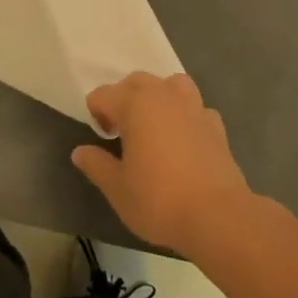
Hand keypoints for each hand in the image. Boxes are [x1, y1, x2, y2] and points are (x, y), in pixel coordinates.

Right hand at [71, 72, 255, 254]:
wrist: (217, 216)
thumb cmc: (158, 200)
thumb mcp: (117, 188)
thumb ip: (96, 165)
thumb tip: (80, 152)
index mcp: (135, 104)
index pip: (103, 95)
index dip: (97, 114)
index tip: (102, 139)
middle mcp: (164, 95)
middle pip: (136, 81)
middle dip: (124, 99)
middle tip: (121, 132)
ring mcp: (194, 106)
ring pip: (170, 85)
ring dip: (158, 97)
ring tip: (154, 126)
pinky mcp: (215, 124)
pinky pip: (195, 108)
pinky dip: (185, 116)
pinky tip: (184, 140)